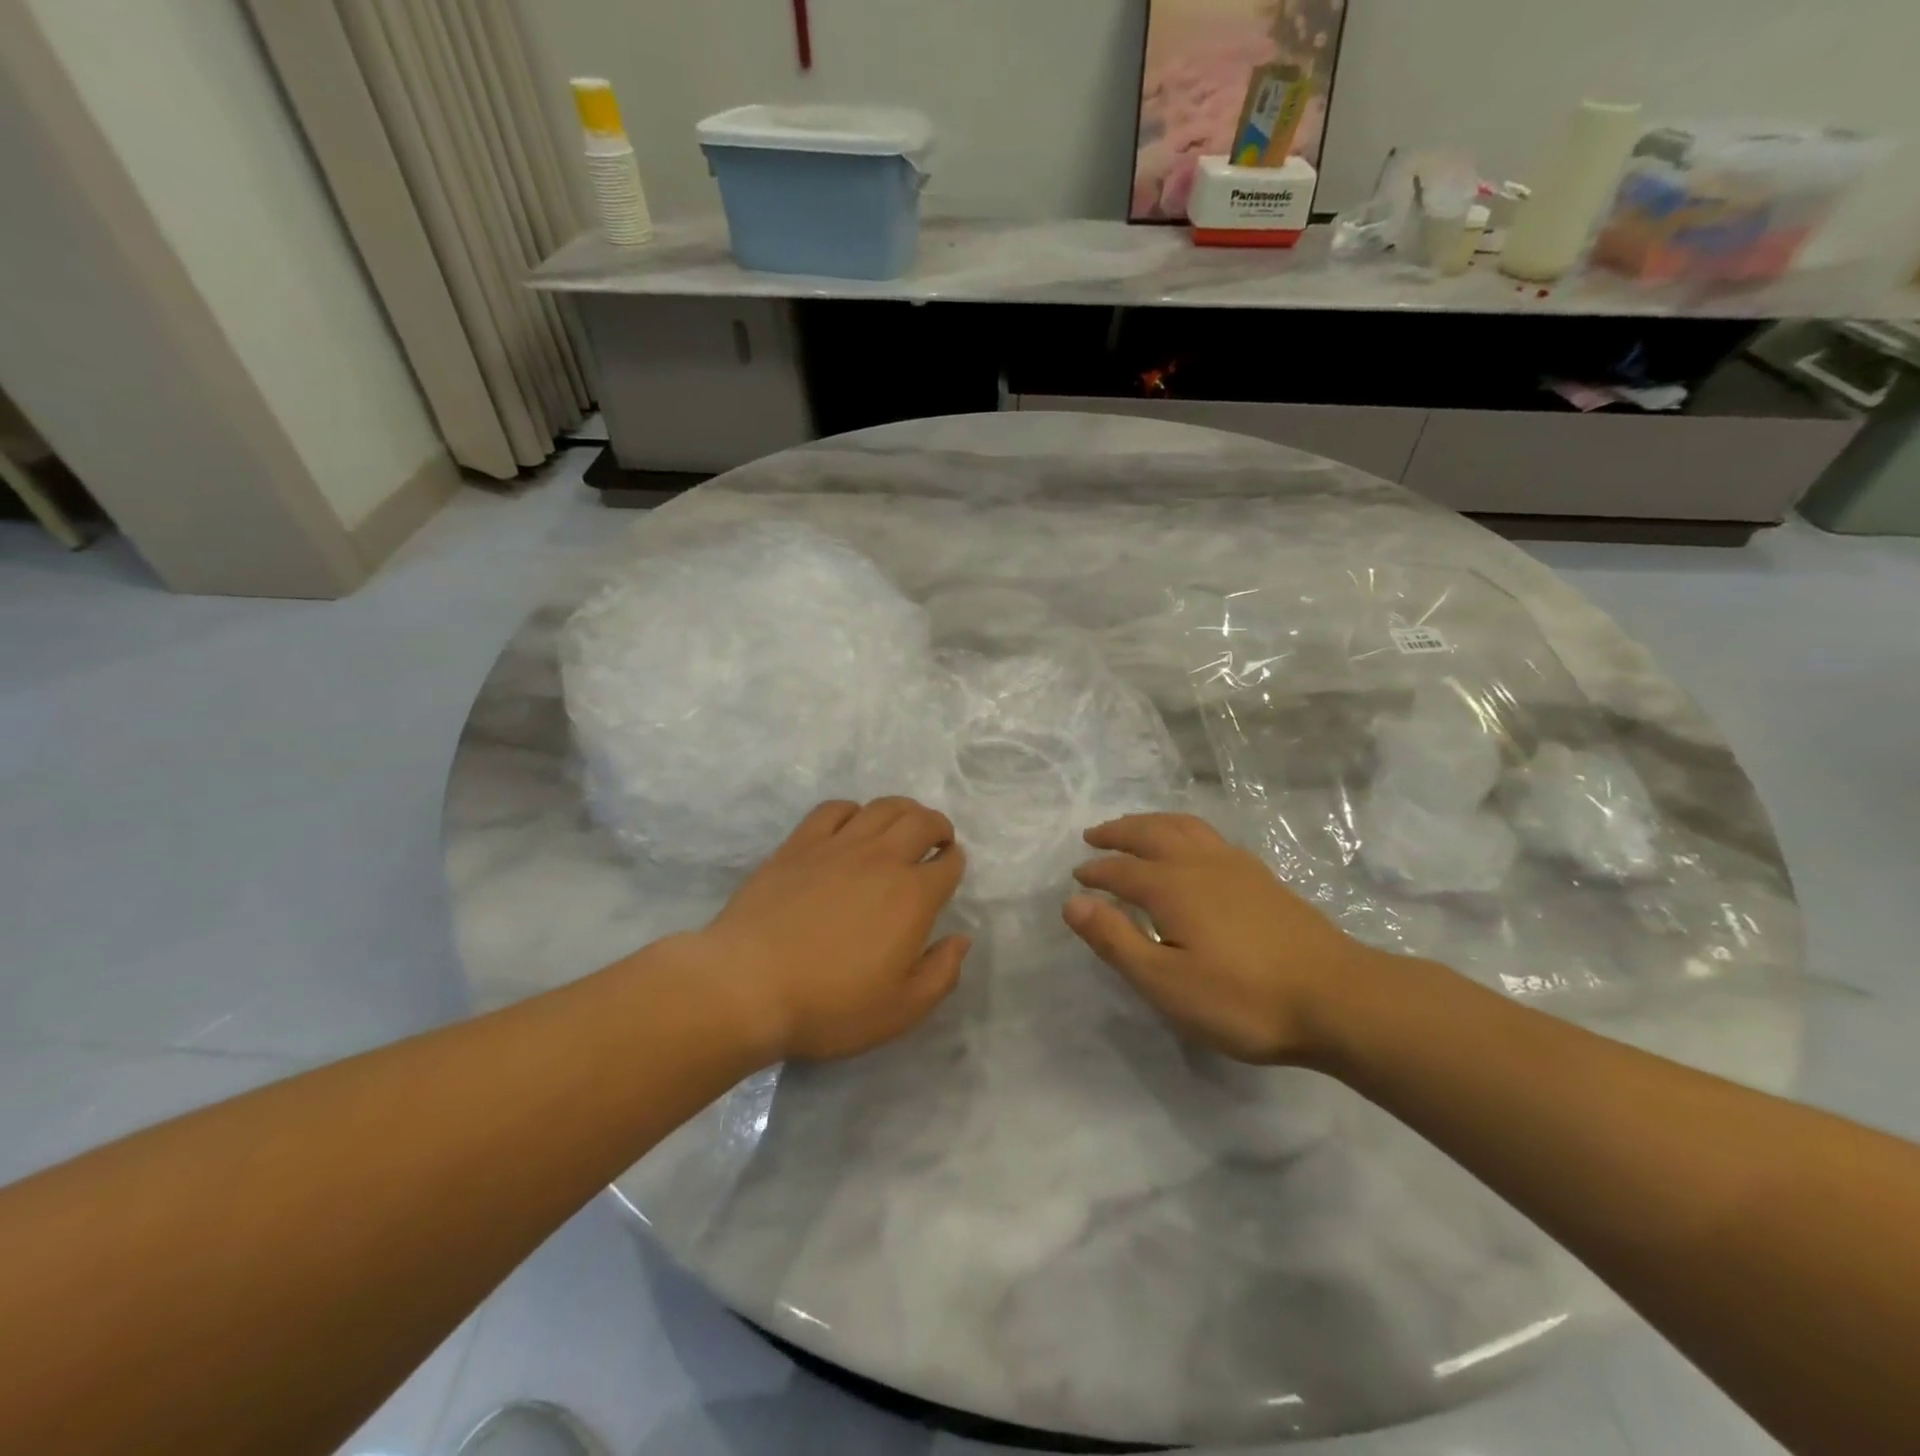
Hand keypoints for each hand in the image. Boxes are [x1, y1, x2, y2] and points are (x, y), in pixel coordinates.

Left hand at [698, 798, 969, 1062]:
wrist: (747, 985)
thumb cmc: (830, 1005)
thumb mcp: (900, 1010)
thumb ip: (941, 974)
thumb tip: (962, 939)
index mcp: (913, 896)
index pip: (948, 864)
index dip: (955, 863)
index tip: (950, 868)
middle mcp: (882, 859)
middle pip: (921, 821)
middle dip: (938, 826)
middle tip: (936, 840)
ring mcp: (838, 846)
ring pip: (882, 807)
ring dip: (903, 810)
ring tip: (902, 825)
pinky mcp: (799, 844)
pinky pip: (834, 809)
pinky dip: (853, 810)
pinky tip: (851, 826)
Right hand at [1064, 813, 1386, 1064]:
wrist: (1338, 999)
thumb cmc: (1243, 1000)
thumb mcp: (1166, 983)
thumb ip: (1116, 940)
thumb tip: (1072, 902)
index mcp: (1172, 887)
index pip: (1121, 870)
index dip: (1096, 872)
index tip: (1078, 877)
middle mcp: (1200, 863)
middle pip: (1150, 833)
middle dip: (1118, 832)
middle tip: (1094, 835)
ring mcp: (1236, 866)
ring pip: (1183, 827)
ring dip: (1151, 823)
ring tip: (1135, 828)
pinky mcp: (1262, 877)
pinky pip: (1209, 836)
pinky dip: (1183, 830)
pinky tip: (1190, 848)